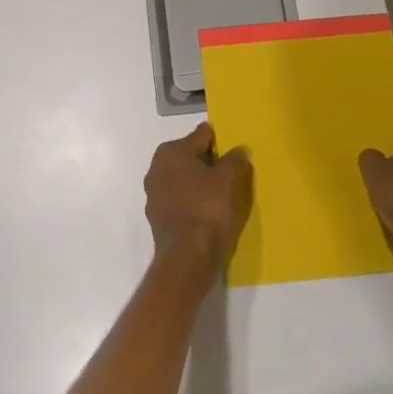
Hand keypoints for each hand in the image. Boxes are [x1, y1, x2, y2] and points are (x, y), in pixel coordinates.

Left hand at [144, 123, 251, 271]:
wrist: (187, 257)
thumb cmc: (208, 208)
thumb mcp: (229, 179)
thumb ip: (235, 159)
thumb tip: (238, 150)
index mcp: (171, 151)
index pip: (201, 136)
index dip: (220, 142)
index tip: (234, 152)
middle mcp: (156, 167)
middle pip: (190, 157)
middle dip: (208, 163)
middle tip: (230, 174)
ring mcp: (154, 194)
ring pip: (183, 180)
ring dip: (199, 183)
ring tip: (222, 194)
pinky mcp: (157, 217)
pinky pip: (179, 201)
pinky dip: (192, 202)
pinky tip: (208, 212)